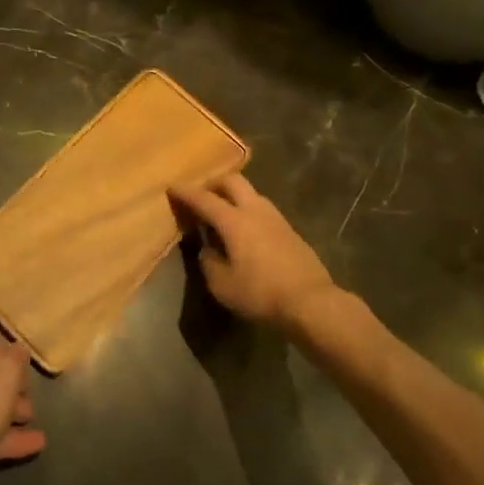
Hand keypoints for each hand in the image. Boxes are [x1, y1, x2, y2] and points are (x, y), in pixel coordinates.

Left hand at [0, 337, 45, 484]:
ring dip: (13, 411)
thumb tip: (19, 351)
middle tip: (31, 392)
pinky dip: (10, 436)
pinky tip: (37, 443)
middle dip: (12, 386)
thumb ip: (17, 356)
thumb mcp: (9, 370)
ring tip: (34, 417)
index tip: (27, 366)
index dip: (9, 353)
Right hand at [171, 174, 340, 331]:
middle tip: (201, 196)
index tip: (172, 187)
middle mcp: (255, 210)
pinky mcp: (290, 230)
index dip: (185, 192)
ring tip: (223, 213)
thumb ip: (208, 262)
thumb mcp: (222, 285)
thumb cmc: (261, 293)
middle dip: (213, 184)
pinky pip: (263, 210)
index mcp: (234, 220)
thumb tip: (207, 249)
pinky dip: (248, 211)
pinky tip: (246, 231)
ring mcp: (276, 218)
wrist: (311, 302)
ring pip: (251, 193)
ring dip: (234, 196)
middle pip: (232, 181)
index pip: (204, 199)